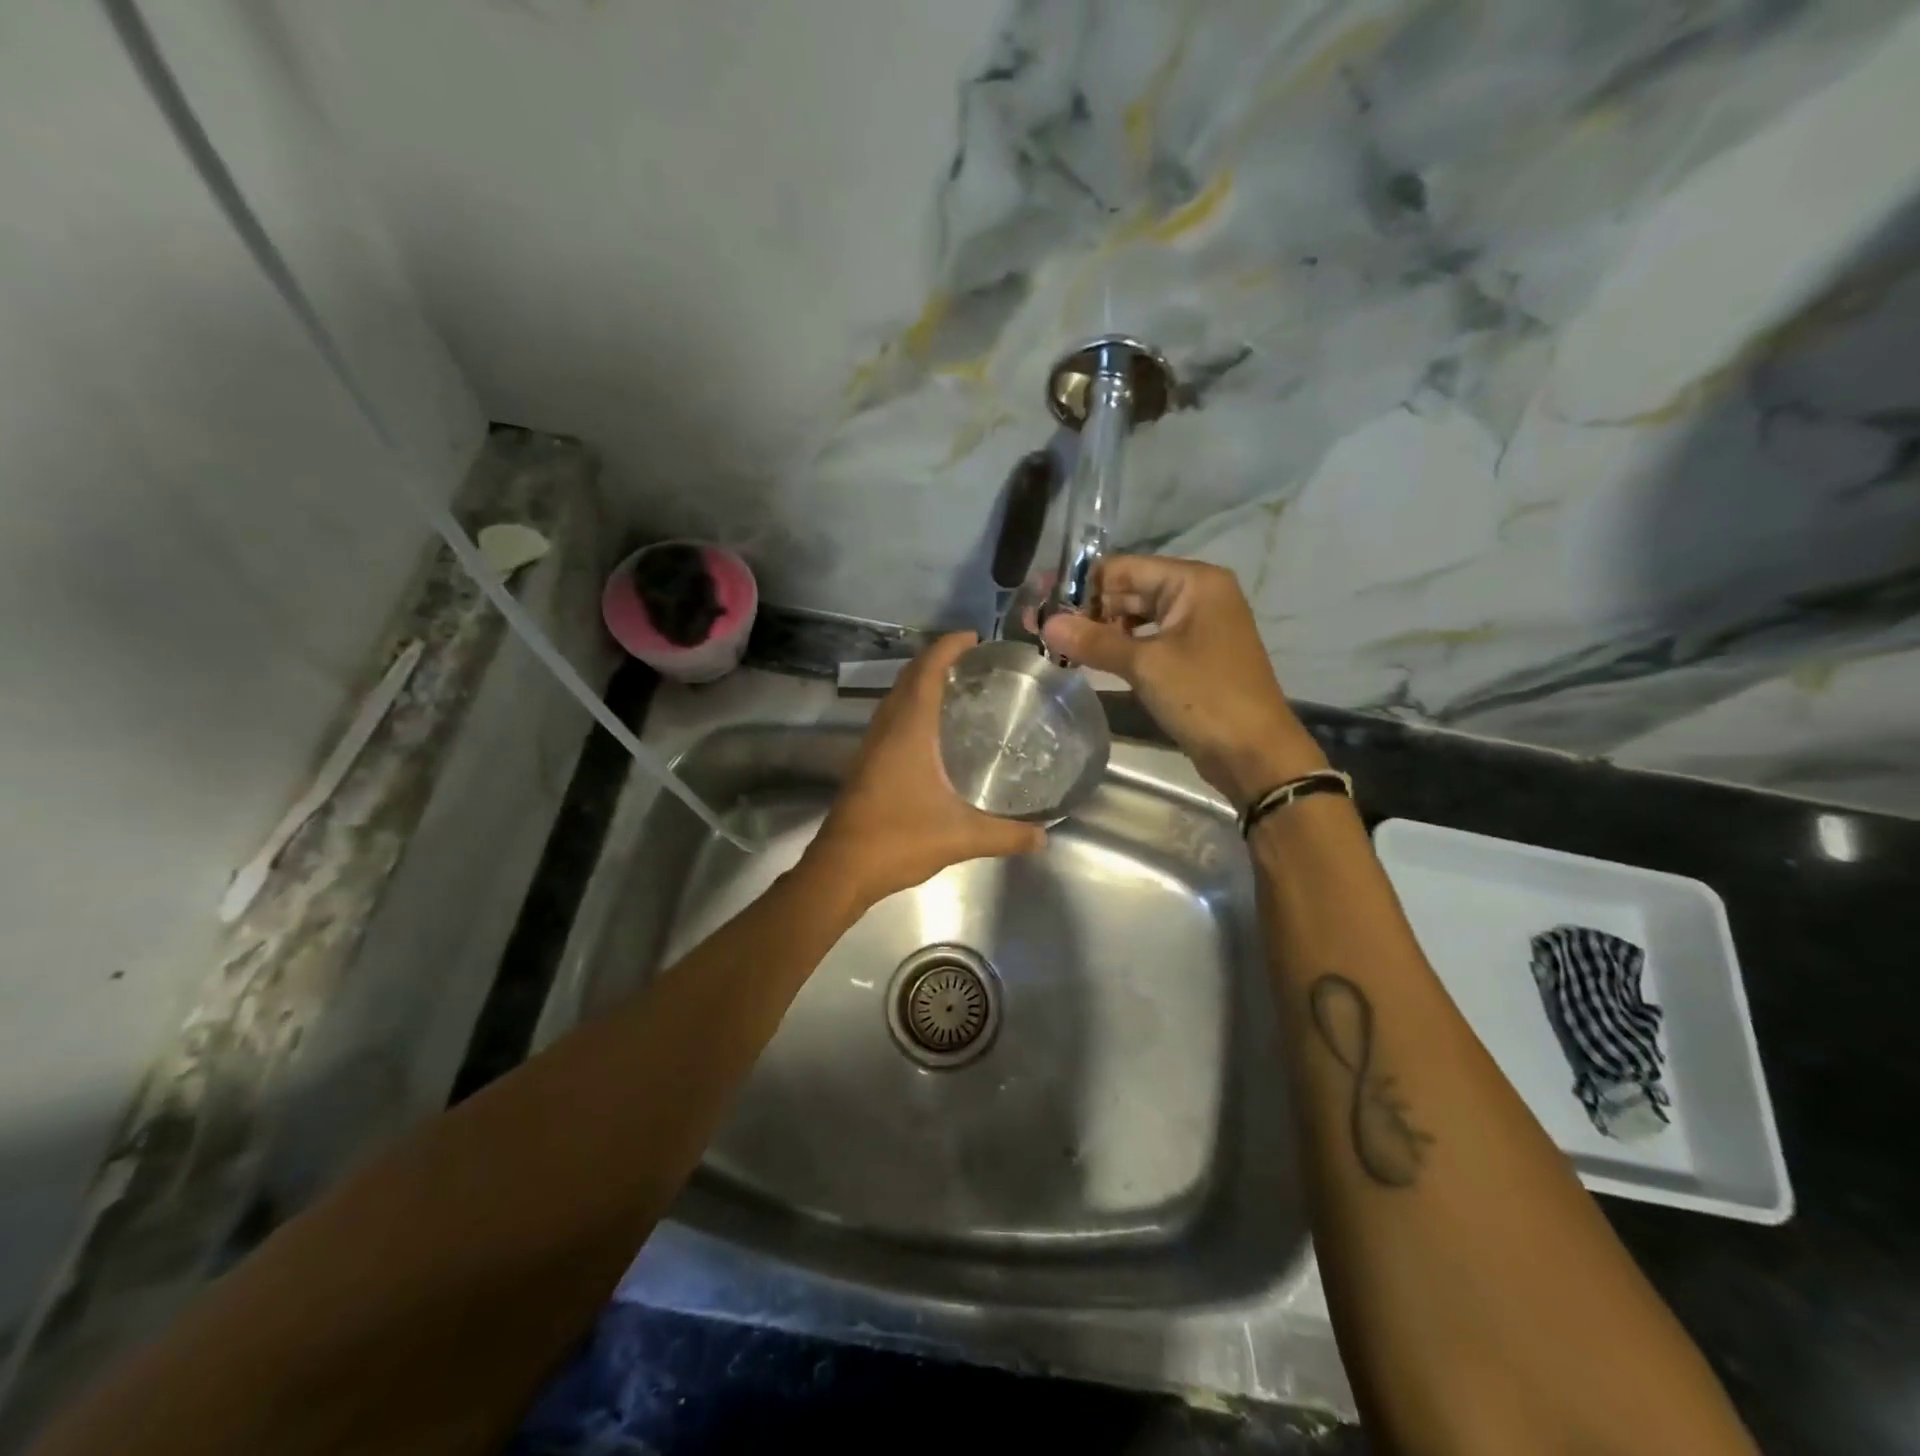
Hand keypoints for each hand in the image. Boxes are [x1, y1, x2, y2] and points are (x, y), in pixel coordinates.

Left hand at [804, 632, 1046, 907]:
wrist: (842, 868)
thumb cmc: (899, 840)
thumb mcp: (961, 838)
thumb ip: (1006, 835)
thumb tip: (1044, 838)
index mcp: (908, 731)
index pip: (926, 672)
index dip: (947, 647)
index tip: (973, 637)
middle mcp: (886, 729)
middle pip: (909, 678)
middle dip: (937, 660)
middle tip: (974, 662)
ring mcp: (871, 746)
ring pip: (896, 698)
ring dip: (921, 683)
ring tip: (958, 688)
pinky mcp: (866, 764)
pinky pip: (891, 719)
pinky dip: (912, 708)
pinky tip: (934, 731)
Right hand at [1040, 557, 1324, 809]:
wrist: (1254, 753)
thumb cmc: (1204, 697)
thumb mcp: (1145, 665)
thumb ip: (1094, 641)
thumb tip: (1046, 622)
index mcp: (1193, 582)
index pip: (1124, 568)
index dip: (1080, 585)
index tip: (1040, 601)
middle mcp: (1196, 595)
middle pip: (1129, 590)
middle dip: (1086, 609)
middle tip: (1039, 627)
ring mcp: (1196, 627)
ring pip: (1136, 618)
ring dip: (1099, 630)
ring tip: (1056, 645)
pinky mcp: (1192, 657)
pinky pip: (1147, 641)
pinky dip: (1119, 648)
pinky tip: (1089, 660)